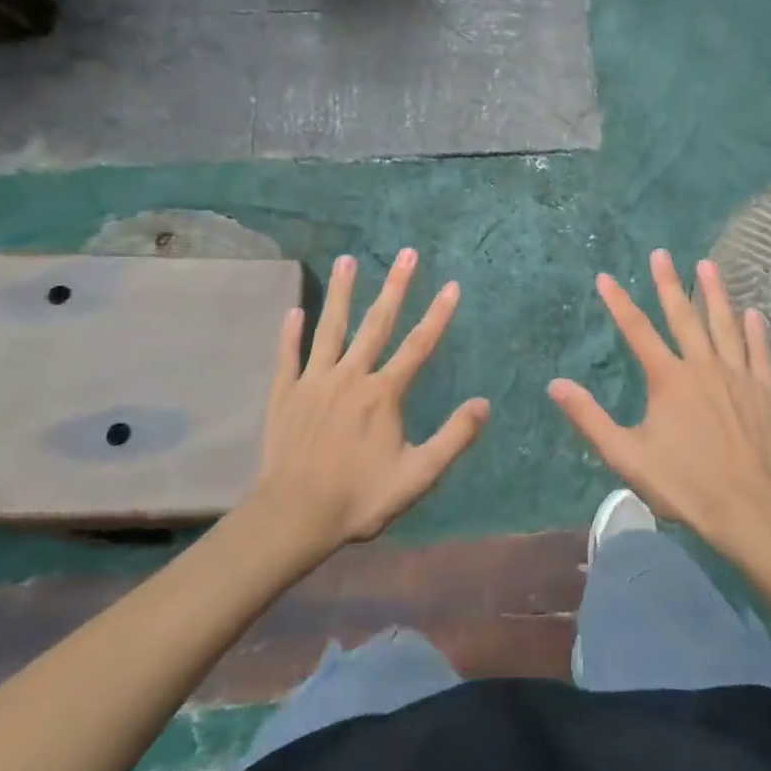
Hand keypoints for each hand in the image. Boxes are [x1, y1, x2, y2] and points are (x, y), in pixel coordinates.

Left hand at [251, 250, 488, 558]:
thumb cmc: (360, 497)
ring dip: (342, 293)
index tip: (452, 286)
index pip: (418, 345)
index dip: (438, 315)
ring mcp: (314, 382)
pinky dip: (291, 333)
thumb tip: (484, 404)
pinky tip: (295, 310)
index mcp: (384, 394)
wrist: (294, 517)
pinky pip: (289, 356)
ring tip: (348, 259)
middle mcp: (351, 377)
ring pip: (330, 329)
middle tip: (407, 253)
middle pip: (377, 324)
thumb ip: (453, 438)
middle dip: (396, 287)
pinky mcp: (285, 395)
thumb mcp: (417, 475)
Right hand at [548, 249, 770, 549]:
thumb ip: (590, 418)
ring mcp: (737, 375)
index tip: (605, 277)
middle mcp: (702, 366)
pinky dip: (755, 331)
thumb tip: (556, 384)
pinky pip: (759, 352)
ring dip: (715, 293)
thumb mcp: (625, 455)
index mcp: (668, 378)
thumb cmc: (683, 483)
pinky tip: (753, 313)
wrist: (747, 508)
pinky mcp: (763, 390)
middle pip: (683, 316)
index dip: (619, 302)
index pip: (637, 330)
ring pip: (724, 324)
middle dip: (669, 283)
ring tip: (708, 265)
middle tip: (662, 253)